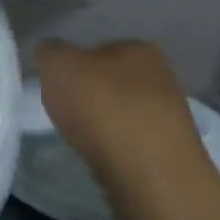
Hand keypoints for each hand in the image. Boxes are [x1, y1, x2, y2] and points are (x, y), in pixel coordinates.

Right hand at [36, 40, 206, 193]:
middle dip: (89, 95)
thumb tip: (51, 52)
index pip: (98, 49)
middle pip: (112, 81)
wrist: (148, 171)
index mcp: (138, 48)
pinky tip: (103, 157)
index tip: (57, 86)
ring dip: (103, 122)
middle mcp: (161, 75)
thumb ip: (49, 51)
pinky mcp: (170, 150)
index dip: (73, 66)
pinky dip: (115, 146)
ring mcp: (169, 114)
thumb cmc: (101, 107)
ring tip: (83, 139)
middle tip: (65, 113)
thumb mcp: (58, 65)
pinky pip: (132, 140)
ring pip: (123, 111)